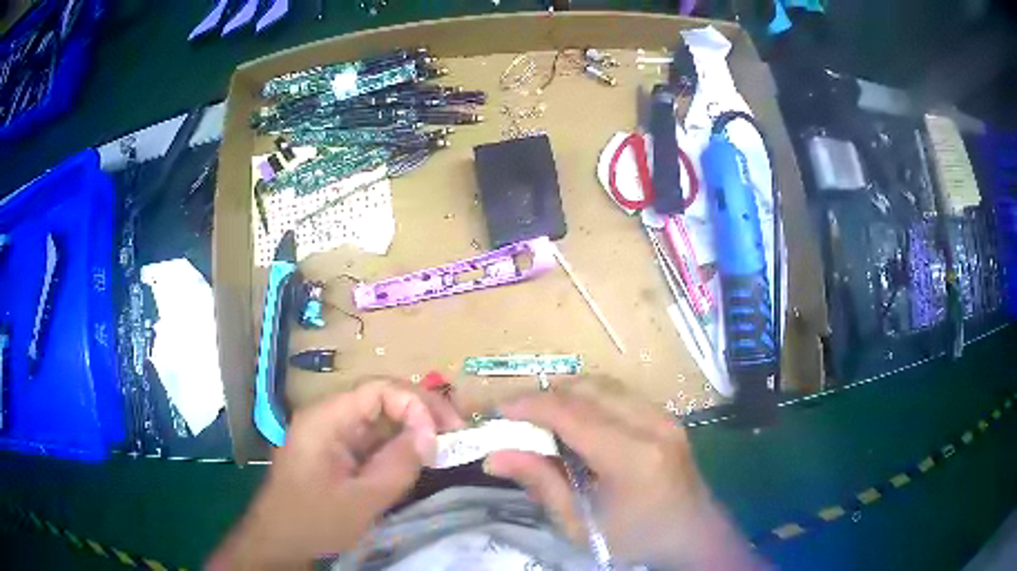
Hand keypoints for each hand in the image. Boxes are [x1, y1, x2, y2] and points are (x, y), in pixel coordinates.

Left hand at [209, 379, 464, 569]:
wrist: (280, 540)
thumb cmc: (314, 520)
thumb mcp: (362, 499)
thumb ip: (398, 465)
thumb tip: (432, 436)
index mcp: (326, 419)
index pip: (377, 390)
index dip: (414, 404)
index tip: (441, 435)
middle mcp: (329, 416)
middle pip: (381, 397)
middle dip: (420, 411)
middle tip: (456, 431)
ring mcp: (333, 433)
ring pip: (380, 418)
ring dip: (413, 427)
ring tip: (445, 443)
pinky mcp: (338, 450)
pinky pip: (374, 438)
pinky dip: (400, 444)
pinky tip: (420, 456)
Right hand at [485, 378, 761, 569]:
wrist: (692, 535)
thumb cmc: (635, 539)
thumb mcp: (581, 524)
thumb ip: (541, 483)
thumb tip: (495, 457)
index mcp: (633, 457)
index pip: (572, 415)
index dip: (530, 405)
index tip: (498, 410)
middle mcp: (652, 425)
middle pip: (588, 389)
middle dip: (545, 395)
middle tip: (515, 416)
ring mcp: (664, 416)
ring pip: (604, 385)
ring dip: (567, 393)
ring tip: (541, 416)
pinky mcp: (667, 416)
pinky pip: (619, 394)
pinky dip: (589, 398)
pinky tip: (575, 420)